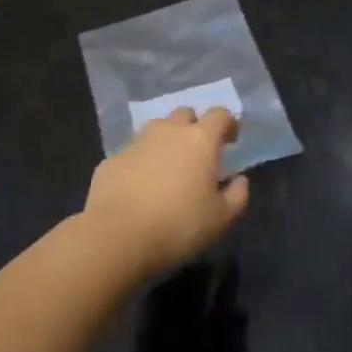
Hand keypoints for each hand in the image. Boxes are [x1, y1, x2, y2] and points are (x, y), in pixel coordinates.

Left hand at [84, 107, 249, 277]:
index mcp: (200, 140)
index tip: (231, 140)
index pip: (220, 115)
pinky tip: (139, 189)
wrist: (117, 237)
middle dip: (194, 127)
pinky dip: (140, 163)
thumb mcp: (221, 219)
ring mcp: (136, 143)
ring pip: (156, 130)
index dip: (228, 124)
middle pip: (185, 114)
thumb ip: (237, 195)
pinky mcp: (112, 159)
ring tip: (167, 169)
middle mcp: (168, 131)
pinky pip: (132, 153)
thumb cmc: (178, 225)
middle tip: (197, 154)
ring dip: (165, 142)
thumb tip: (239, 179)